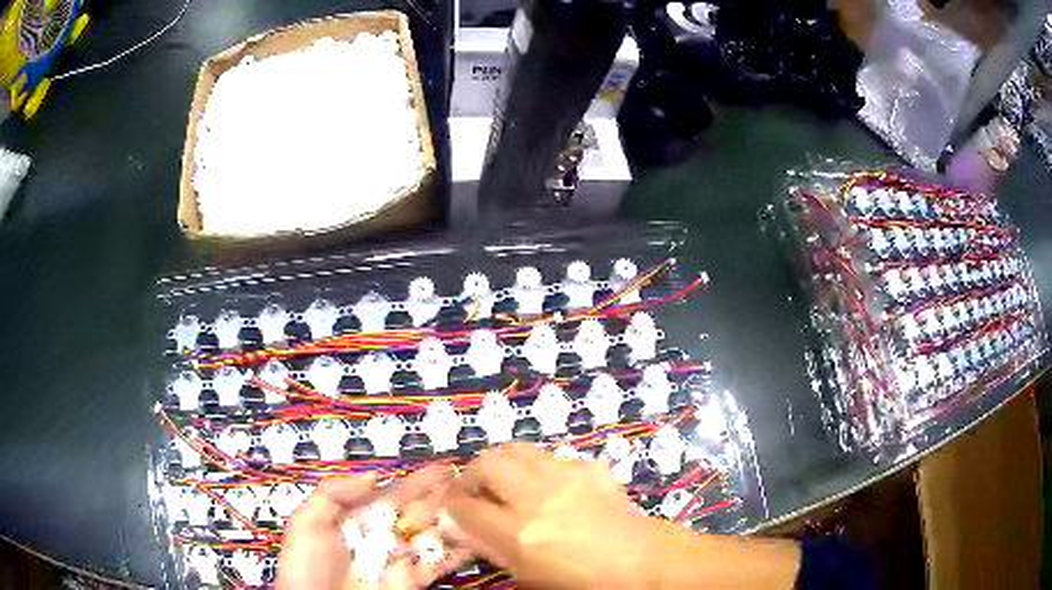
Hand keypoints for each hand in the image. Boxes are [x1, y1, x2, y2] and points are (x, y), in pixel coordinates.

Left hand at [277, 467, 470, 589]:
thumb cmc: (306, 565)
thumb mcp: (307, 522)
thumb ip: (334, 493)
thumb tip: (374, 476)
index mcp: (358, 520)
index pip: (393, 497)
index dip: (417, 482)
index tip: (442, 468)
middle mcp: (383, 538)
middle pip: (418, 514)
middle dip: (443, 497)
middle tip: (470, 480)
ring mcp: (400, 560)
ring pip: (432, 536)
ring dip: (455, 520)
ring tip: (480, 504)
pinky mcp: (412, 582)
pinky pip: (438, 564)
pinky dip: (458, 552)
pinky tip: (476, 538)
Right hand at [444, 445, 800, 589]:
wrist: (644, 563)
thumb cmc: (585, 583)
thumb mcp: (530, 577)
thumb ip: (493, 549)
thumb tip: (464, 529)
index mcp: (519, 533)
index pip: (463, 507)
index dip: (449, 505)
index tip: (449, 508)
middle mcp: (536, 497)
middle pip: (485, 463)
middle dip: (472, 475)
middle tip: (476, 491)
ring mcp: (566, 477)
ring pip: (517, 449)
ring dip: (503, 464)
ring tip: (507, 483)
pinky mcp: (589, 467)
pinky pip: (551, 457)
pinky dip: (539, 467)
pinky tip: (551, 487)